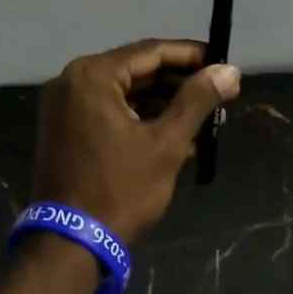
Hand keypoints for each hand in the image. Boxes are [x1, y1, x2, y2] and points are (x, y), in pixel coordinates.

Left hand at [31, 39, 240, 242]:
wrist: (70, 241)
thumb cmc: (120, 189)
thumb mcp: (166, 143)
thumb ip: (197, 101)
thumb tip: (229, 70)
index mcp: (92, 75)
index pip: (150, 52)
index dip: (190, 55)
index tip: (223, 63)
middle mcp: (71, 80)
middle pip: (135, 70)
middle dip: (178, 83)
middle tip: (218, 93)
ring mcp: (63, 105)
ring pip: (123, 92)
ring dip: (161, 103)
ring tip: (203, 119)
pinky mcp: (64, 127)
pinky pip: (108, 110)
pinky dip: (138, 118)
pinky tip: (173, 134)